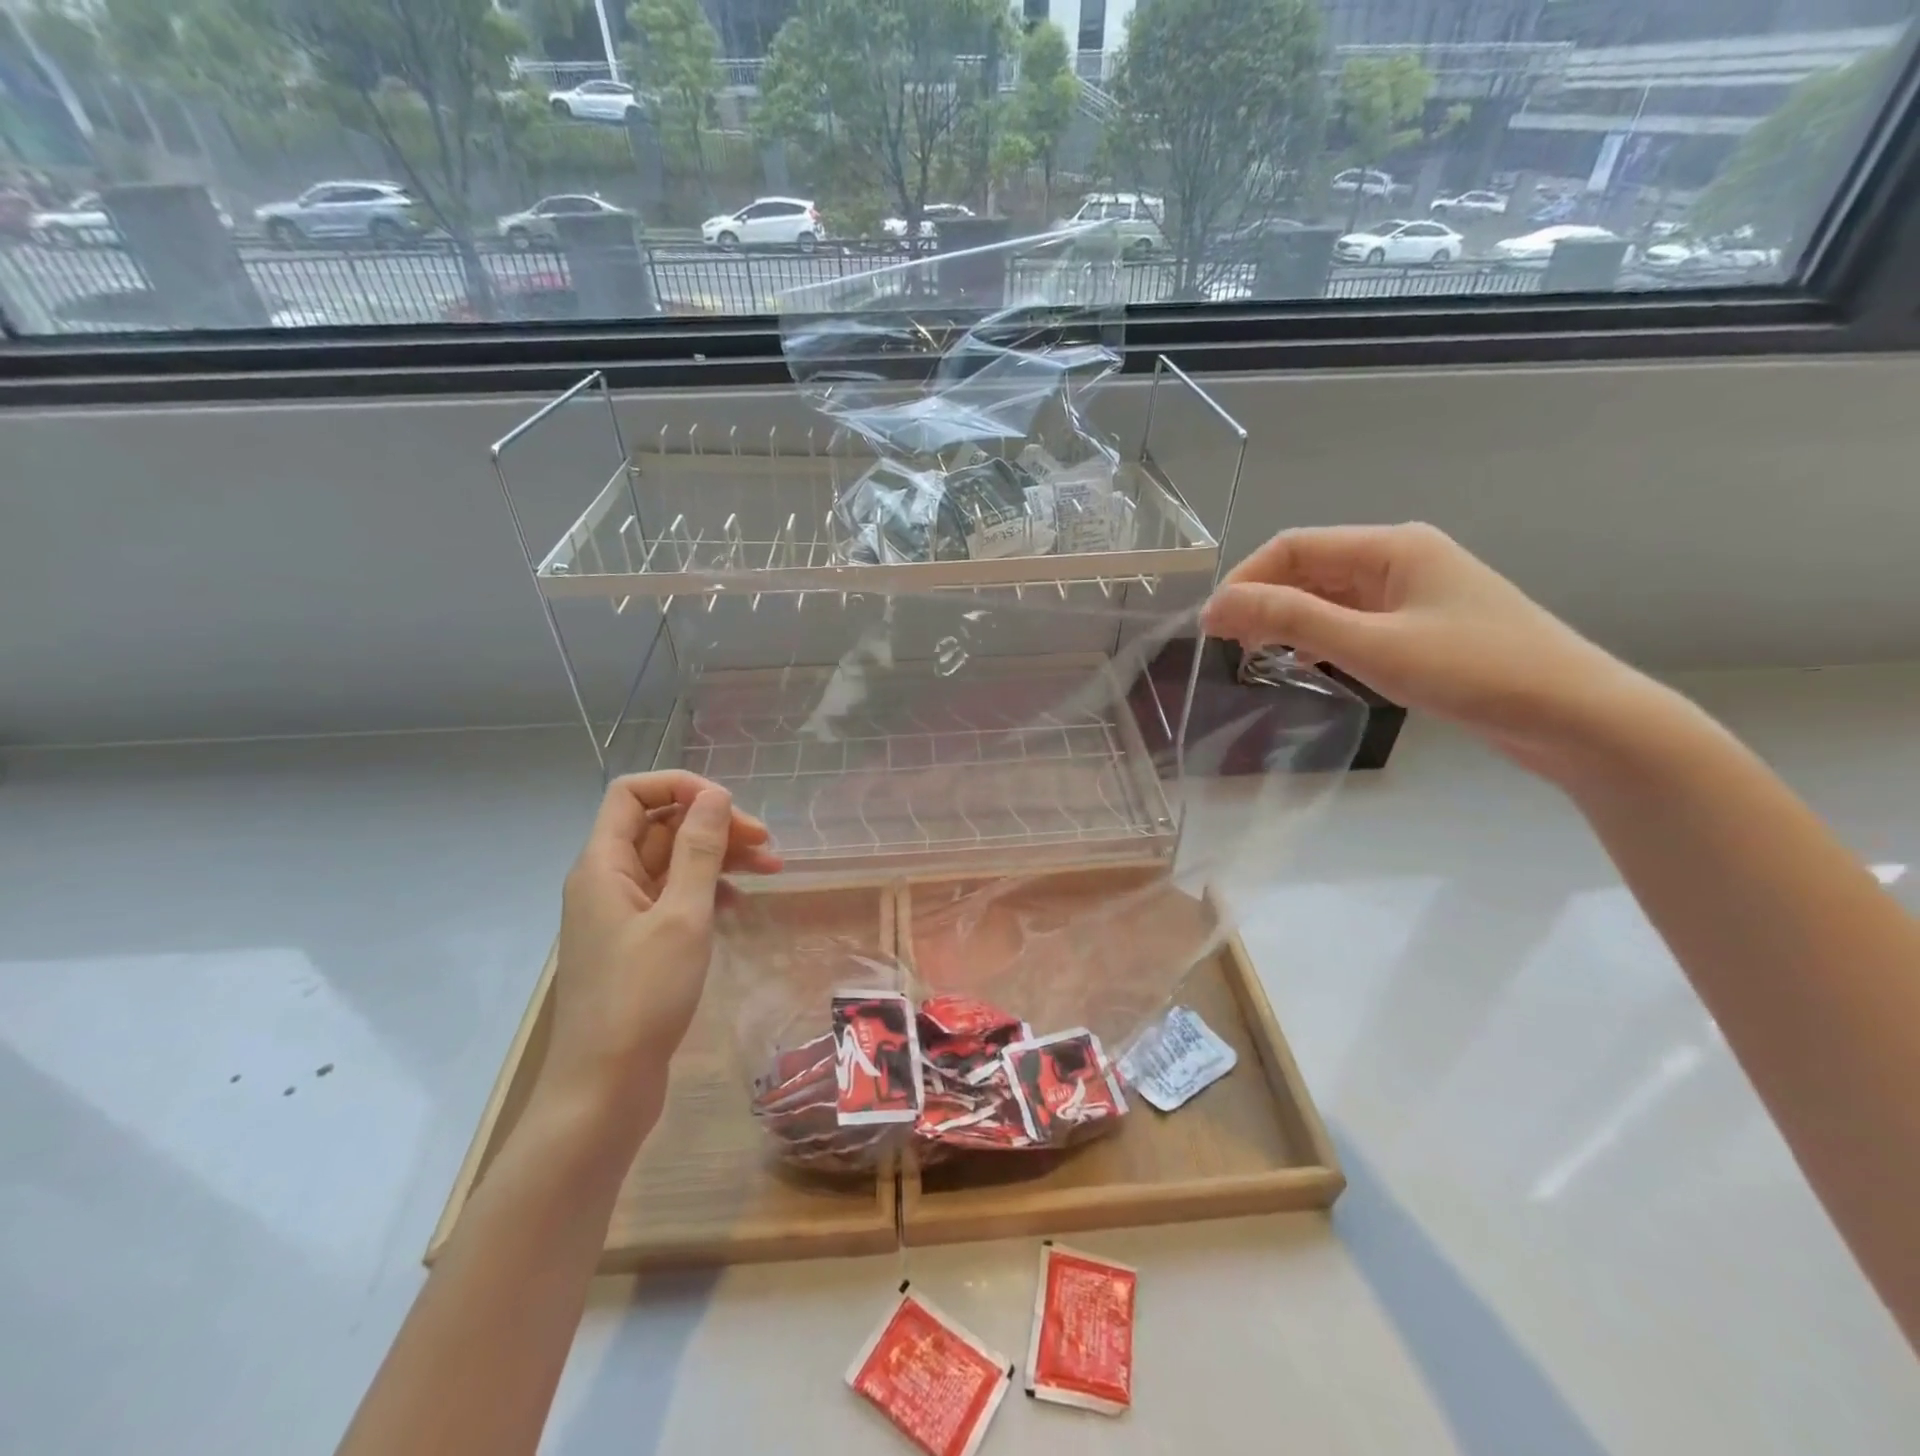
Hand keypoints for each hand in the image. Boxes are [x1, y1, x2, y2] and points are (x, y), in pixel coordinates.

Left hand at [544, 772, 780, 1130]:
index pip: (633, 793)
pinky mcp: (636, 943)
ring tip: (770, 868)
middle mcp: (606, 880)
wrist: (603, 1089)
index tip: (729, 807)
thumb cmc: (642, 997)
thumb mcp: (682, 916)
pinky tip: (738, 905)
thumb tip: (714, 794)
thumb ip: (700, 850)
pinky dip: (707, 891)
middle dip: (713, 825)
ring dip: (718, 857)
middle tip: (765, 843)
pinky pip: (673, 897)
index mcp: (603, 865)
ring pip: (671, 862)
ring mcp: (620, 913)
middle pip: (660, 826)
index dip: (681, 787)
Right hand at [1204, 523, 1651, 778]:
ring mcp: (1413, 592)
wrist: (1576, 716)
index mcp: (1392, 546)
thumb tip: (1218, 604)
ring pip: (1329, 595)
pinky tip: (1305, 660)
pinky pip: (1353, 618)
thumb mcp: (1372, 644)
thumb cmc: (1474, 672)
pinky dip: (1319, 635)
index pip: (1294, 547)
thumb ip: (1291, 619)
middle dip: (1263, 601)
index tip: (1210, 627)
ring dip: (1288, 619)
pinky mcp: (1422, 625)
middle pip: (1310, 568)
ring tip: (1255, 655)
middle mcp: (1401, 558)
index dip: (1245, 581)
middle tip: (1227, 647)